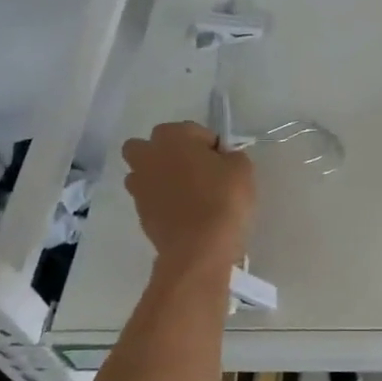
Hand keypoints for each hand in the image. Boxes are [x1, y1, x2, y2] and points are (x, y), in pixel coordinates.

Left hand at [120, 121, 255, 270]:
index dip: (212, 147)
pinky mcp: (139, 213)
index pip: (195, 131)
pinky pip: (151, 199)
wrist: (198, 249)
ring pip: (146, 172)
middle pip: (153, 146)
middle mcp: (148, 155)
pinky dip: (164, 203)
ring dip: (162, 178)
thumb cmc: (222, 200)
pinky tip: (186, 216)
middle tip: (198, 173)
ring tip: (189, 196)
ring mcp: (139, 186)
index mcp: (172, 136)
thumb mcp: (242, 169)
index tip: (225, 166)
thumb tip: (221, 160)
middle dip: (171, 154)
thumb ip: (231, 157)